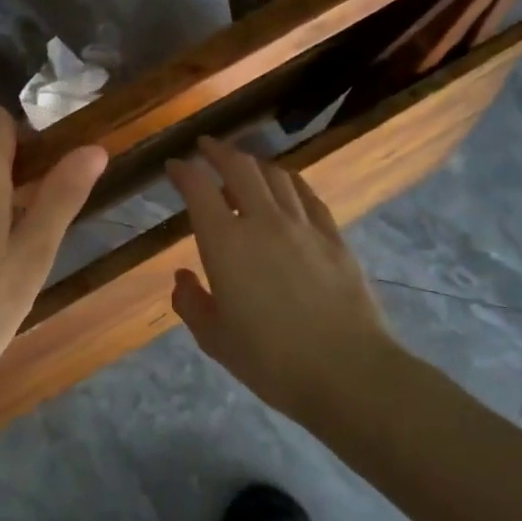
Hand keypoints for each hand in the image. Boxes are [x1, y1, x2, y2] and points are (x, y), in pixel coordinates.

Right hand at [166, 136, 400, 421]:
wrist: (348, 373)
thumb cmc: (271, 360)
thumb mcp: (215, 339)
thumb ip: (191, 303)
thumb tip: (183, 277)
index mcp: (225, 243)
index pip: (198, 189)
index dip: (182, 171)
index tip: (173, 166)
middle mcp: (263, 222)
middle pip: (239, 168)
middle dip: (218, 152)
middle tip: (205, 147)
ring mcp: (303, 226)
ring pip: (276, 176)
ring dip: (254, 164)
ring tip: (243, 166)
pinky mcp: (334, 238)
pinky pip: (308, 196)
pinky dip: (290, 182)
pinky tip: (287, 186)